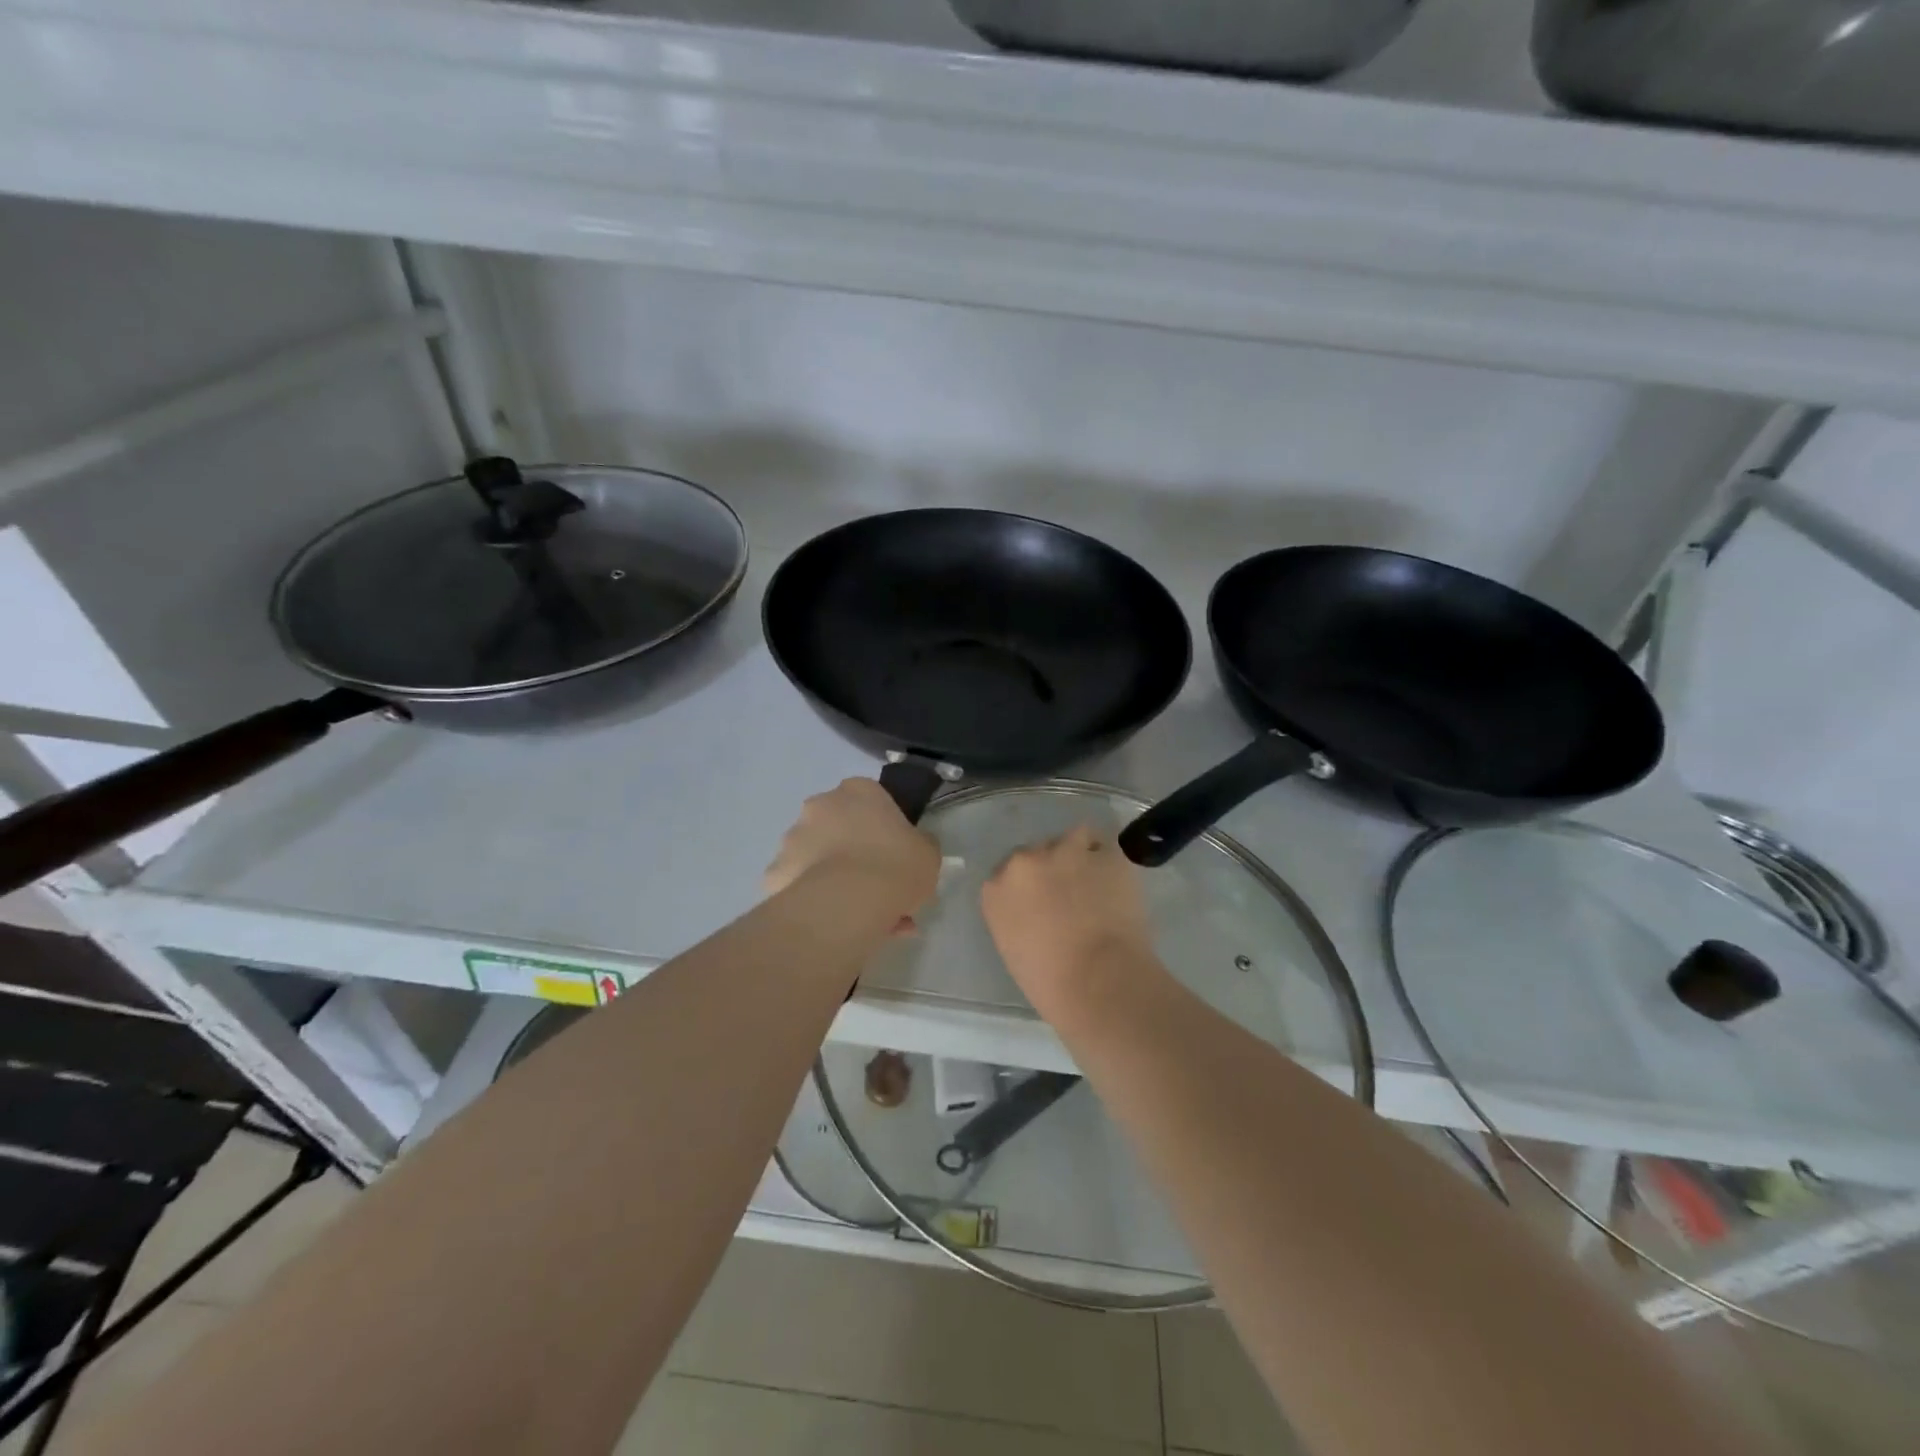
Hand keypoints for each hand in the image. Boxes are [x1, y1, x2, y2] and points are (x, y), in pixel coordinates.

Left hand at [764, 778, 940, 929]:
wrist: (849, 901)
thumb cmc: (895, 865)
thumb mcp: (928, 853)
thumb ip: (919, 845)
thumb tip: (913, 848)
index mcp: (858, 790)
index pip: (872, 800)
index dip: (884, 828)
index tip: (894, 853)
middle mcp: (820, 805)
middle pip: (840, 826)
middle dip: (855, 853)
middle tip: (879, 887)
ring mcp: (792, 838)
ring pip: (818, 857)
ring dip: (836, 878)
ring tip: (862, 917)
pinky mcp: (775, 872)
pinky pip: (800, 886)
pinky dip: (815, 900)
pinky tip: (836, 924)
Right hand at [981, 824, 1160, 1014]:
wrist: (1098, 980)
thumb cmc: (1050, 983)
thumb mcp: (1014, 949)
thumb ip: (1019, 917)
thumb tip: (1039, 911)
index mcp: (996, 890)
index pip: (1007, 873)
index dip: (1029, 885)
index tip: (1042, 901)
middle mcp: (1025, 862)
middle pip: (1037, 851)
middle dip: (1052, 867)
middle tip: (1071, 894)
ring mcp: (1065, 852)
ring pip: (1073, 838)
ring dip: (1081, 854)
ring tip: (1096, 881)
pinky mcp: (1105, 854)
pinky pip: (1106, 848)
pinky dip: (1111, 863)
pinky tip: (1117, 884)